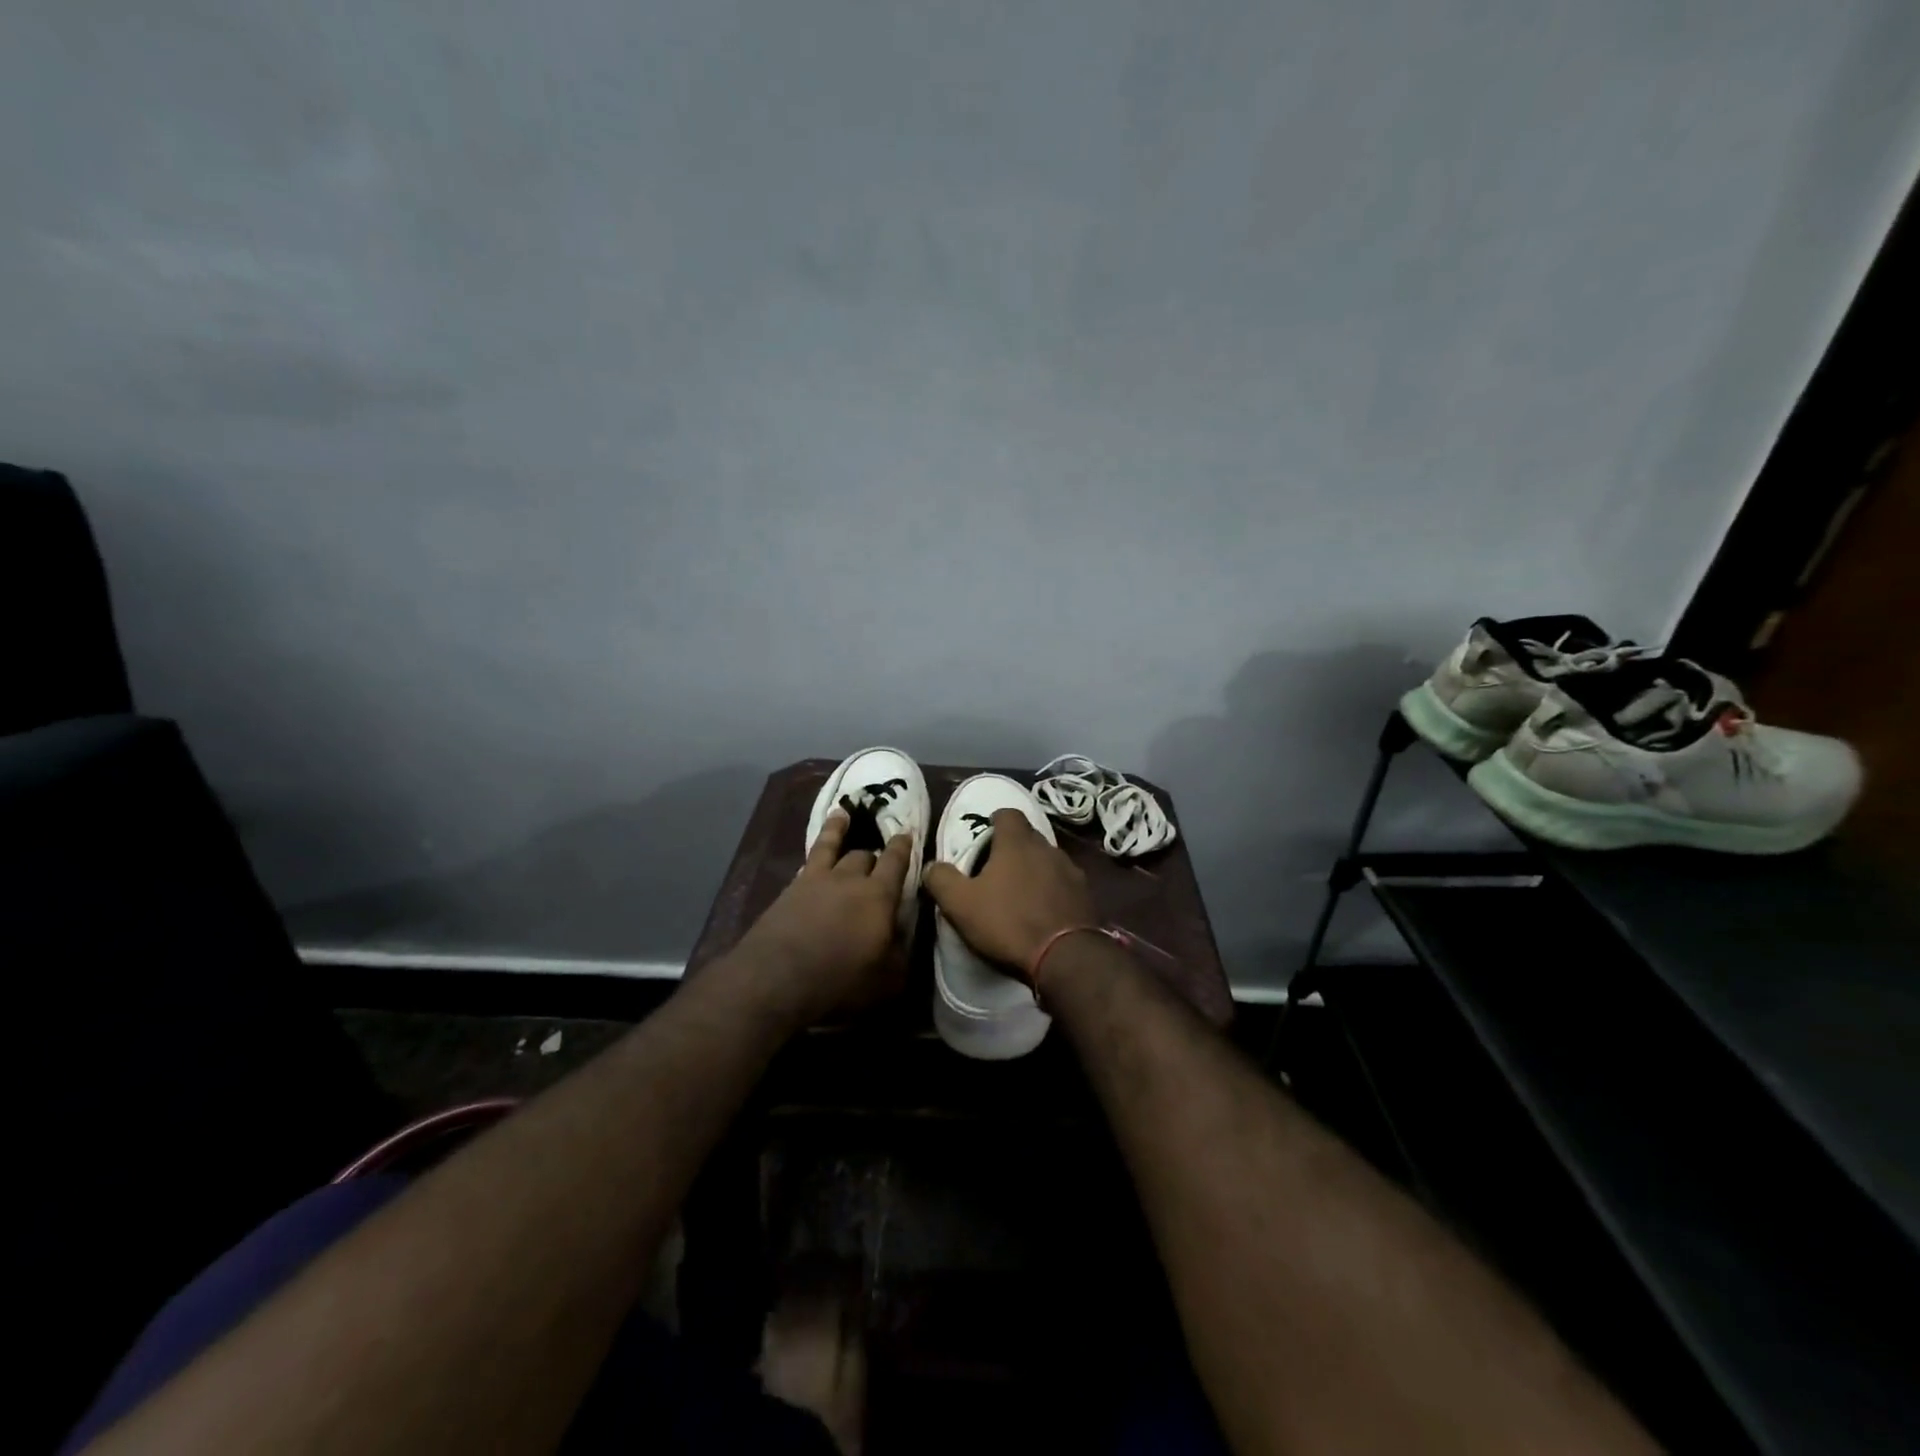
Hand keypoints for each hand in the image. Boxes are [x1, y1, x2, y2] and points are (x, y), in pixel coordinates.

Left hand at [732, 808, 913, 1023]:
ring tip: (842, 815)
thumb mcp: (886, 979)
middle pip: (864, 855)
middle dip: (874, 854)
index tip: (907, 833)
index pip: (896, 862)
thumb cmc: (839, 981)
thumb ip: (901, 954)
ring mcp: (815, 880)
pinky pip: (807, 860)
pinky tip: (814, 854)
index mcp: (879, 896)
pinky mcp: (789, 889)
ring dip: (839, 829)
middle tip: (877, 857)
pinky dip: (815, 848)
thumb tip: (904, 937)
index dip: (903, 847)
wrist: (776, 979)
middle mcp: (849, 879)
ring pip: (831, 845)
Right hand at [921, 809, 1096, 979]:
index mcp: (1017, 843)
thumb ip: (941, 879)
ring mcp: (1071, 871)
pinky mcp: (1086, 896)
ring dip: (1034, 870)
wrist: (1066, 957)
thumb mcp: (960, 904)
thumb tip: (931, 865)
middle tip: (995, 869)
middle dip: (1012, 848)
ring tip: (1019, 893)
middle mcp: (1048, 848)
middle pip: (1028, 837)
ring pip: (1047, 860)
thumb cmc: (1008, 923)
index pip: (1008, 814)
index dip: (994, 821)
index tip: (984, 835)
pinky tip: (1042, 912)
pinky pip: (1064, 884)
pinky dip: (1052, 891)